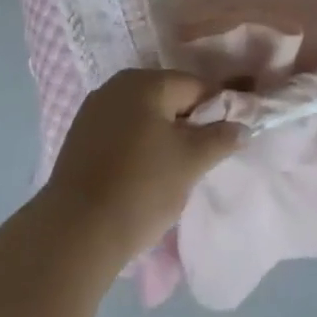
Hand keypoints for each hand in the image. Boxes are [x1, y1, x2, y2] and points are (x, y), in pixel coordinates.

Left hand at [40, 69, 243, 269]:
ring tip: (172, 173)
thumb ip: (220, 138)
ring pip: (143, 118)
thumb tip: (242, 126)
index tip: (227, 140)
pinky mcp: (78, 139)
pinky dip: (137, 148)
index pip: (196, 87)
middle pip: (168, 99)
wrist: (74, 234)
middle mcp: (117, 86)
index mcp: (145, 82)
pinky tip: (141, 177)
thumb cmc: (141, 187)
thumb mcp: (191, 162)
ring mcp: (93, 111)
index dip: (217, 111)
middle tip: (200, 160)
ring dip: (161, 138)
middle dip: (187, 125)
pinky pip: (121, 134)